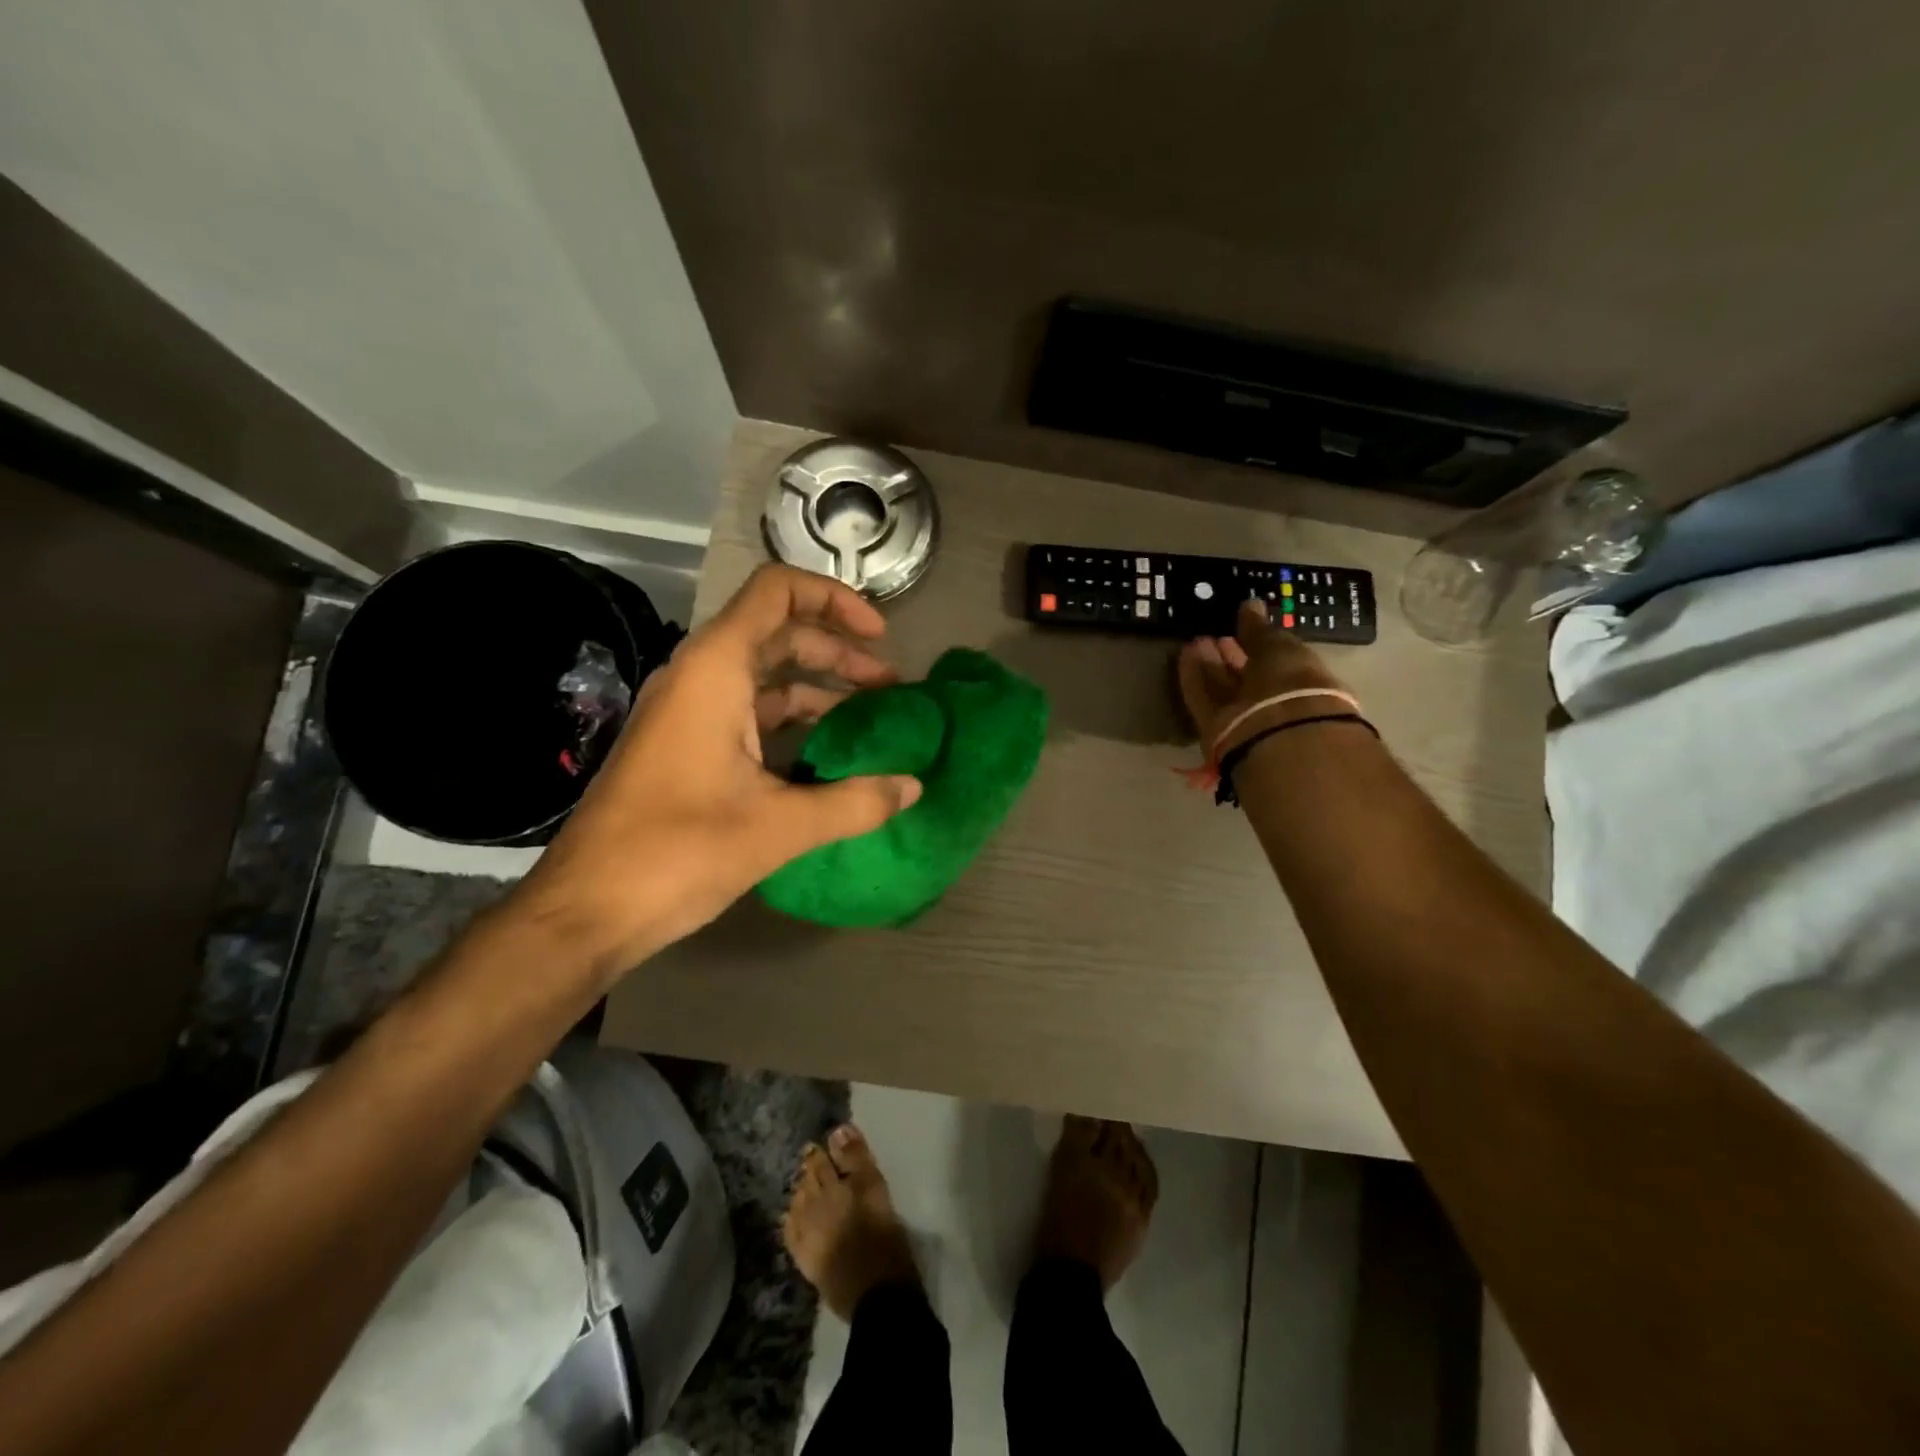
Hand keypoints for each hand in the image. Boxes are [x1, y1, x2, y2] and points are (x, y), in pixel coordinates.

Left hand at [512, 564, 922, 982]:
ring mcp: (688, 712)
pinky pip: (747, 713)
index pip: (777, 591)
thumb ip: (855, 802)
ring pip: (764, 676)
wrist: (588, 908)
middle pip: (779, 633)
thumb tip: (914, 786)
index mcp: (715, 669)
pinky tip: (827, 756)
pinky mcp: (685, 746)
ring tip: (870, 720)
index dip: (834, 599)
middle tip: (890, 689)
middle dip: (839, 652)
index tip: (879, 636)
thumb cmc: (679, 851)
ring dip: (818, 689)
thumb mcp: (779, 826)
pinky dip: (791, 722)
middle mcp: (699, 676)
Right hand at [1178, 598, 1350, 754]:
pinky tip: (1185, 654)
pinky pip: (1204, 698)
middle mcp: (1273, 702)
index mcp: (1301, 681)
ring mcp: (1244, 717)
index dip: (1257, 643)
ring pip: (1224, 688)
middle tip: (1216, 634)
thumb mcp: (1279, 646)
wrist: (1278, 732)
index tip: (1240, 624)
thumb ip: (1259, 629)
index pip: (1276, 659)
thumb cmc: (1291, 681)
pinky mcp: (1216, 729)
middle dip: (1232, 655)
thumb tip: (1250, 604)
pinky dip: (1194, 677)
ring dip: (1210, 664)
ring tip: (1196, 640)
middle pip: (1247, 677)